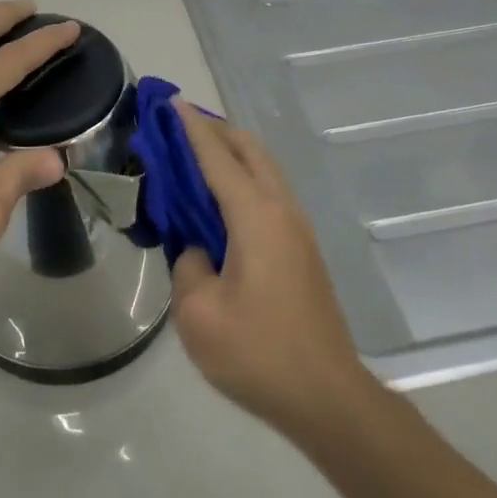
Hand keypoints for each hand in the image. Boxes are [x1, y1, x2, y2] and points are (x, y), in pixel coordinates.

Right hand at [170, 102, 372, 438]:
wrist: (326, 395)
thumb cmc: (258, 353)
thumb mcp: (198, 313)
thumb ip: (188, 265)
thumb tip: (199, 251)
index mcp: (255, 217)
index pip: (217, 156)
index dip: (191, 128)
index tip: (170, 101)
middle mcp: (282, 211)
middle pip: (251, 150)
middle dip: (216, 130)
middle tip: (180, 127)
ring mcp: (298, 229)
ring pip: (266, 170)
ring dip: (234, 153)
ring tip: (198, 156)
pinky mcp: (303, 250)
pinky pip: (270, 193)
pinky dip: (245, 178)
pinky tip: (222, 200)